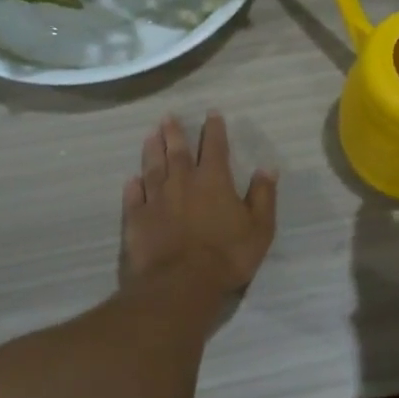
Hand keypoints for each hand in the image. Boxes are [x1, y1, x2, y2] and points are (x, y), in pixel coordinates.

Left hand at [123, 113, 277, 295]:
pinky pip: (133, 197)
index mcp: (214, 181)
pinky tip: (131, 179)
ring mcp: (156, 199)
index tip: (211, 114)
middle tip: (168, 117)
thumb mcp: (259, 228)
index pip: (215, 147)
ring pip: (153, 168)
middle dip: (174, 132)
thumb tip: (267, 168)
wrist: (181, 283)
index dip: (214, 129)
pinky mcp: (137, 219)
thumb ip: (262, 196)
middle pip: (177, 152)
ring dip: (152, 150)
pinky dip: (133, 186)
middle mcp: (182, 182)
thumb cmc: (227, 256)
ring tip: (150, 135)